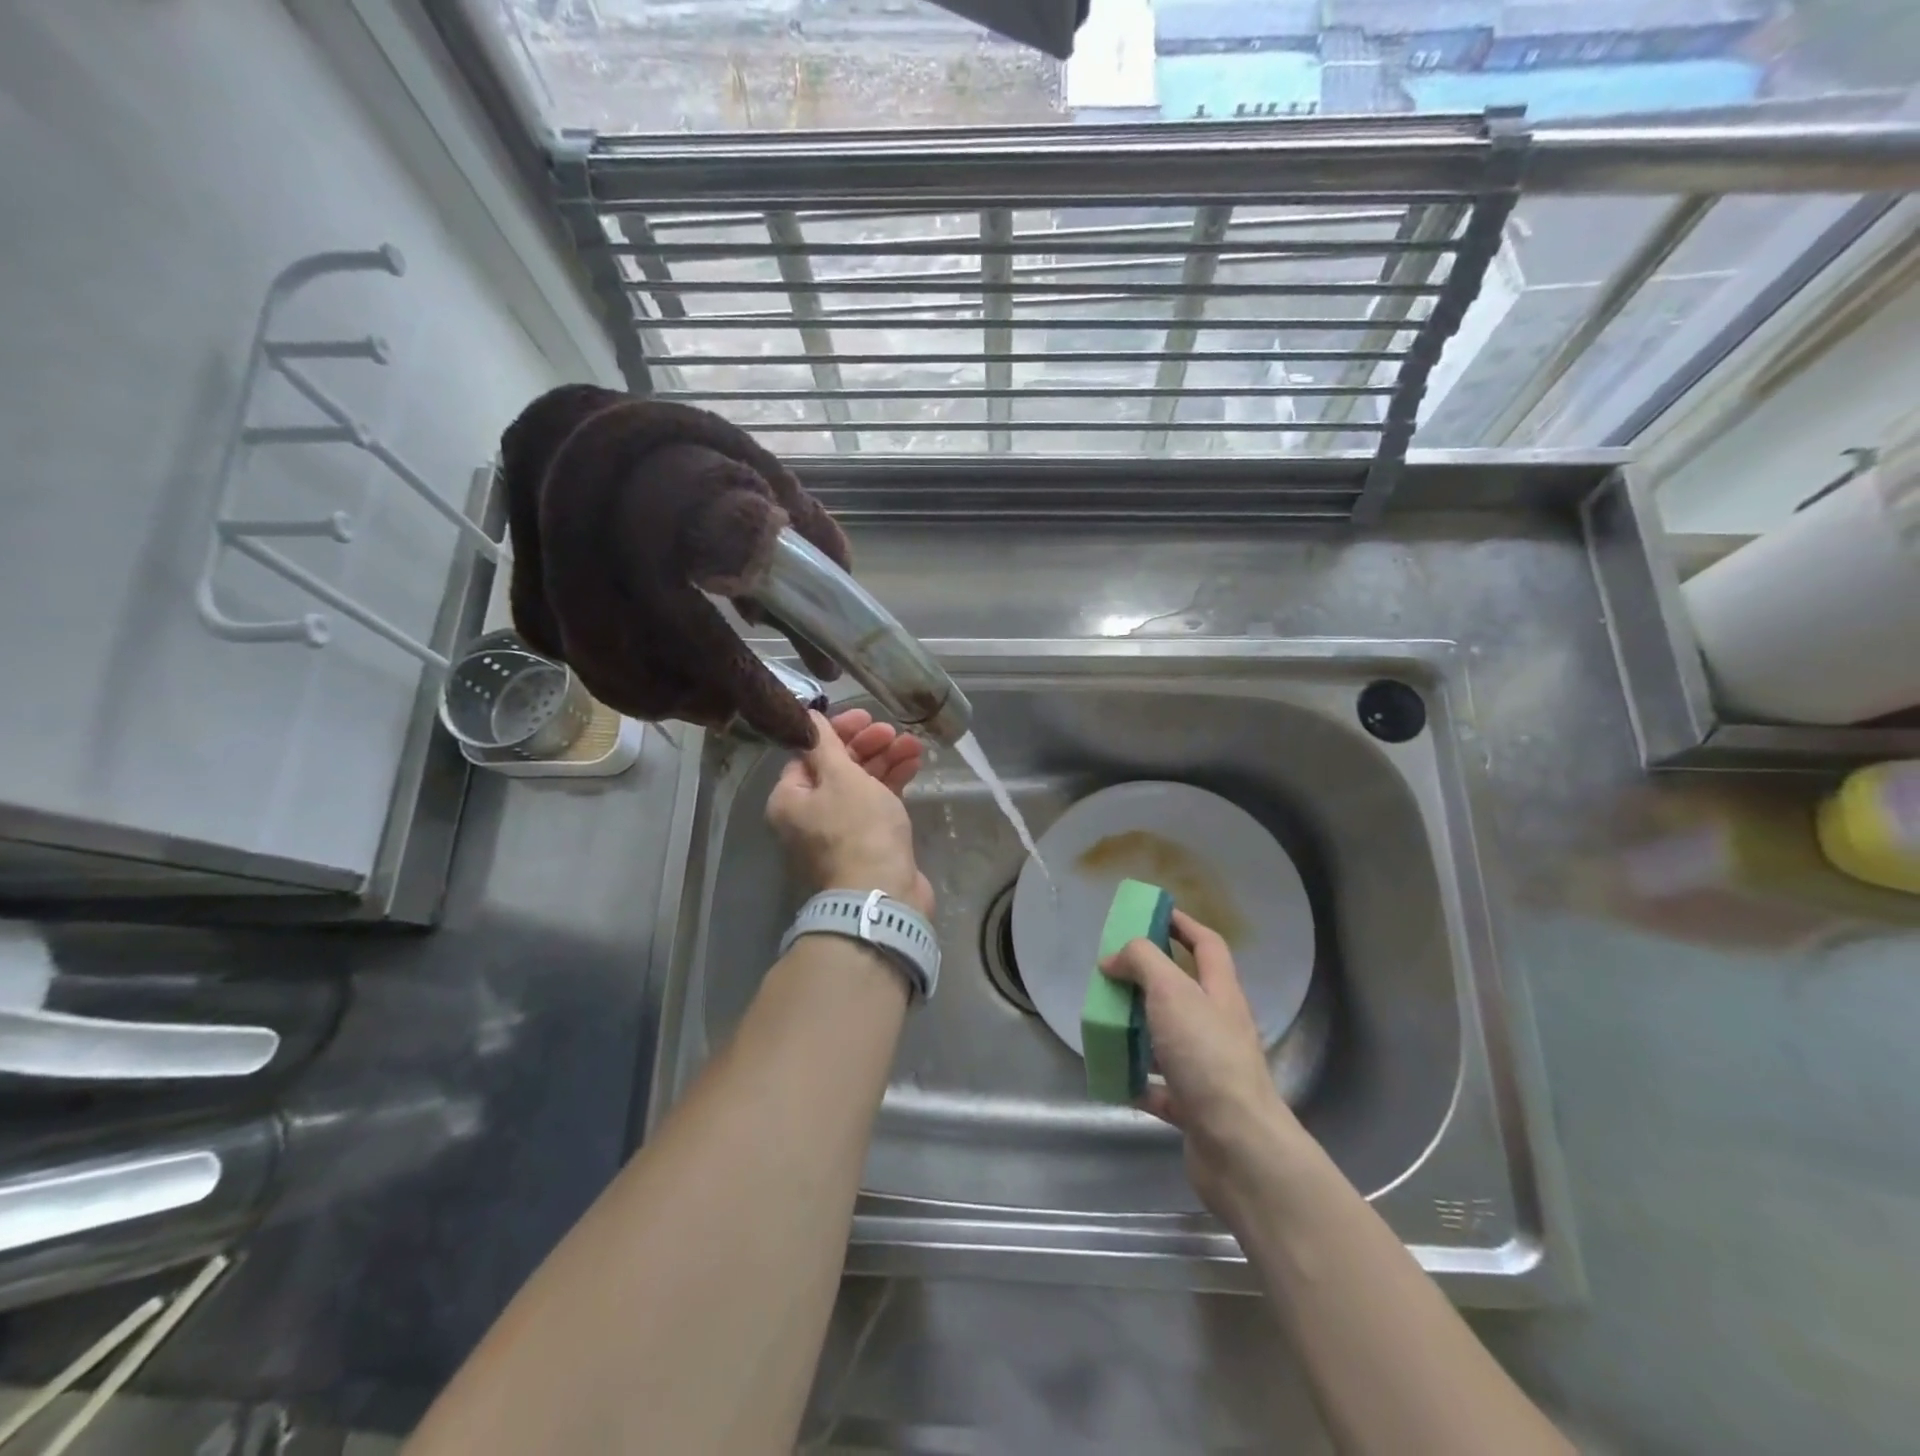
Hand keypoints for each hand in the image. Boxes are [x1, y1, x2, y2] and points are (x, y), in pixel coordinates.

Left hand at [767, 710, 932, 915]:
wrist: (882, 895)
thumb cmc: (857, 829)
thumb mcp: (841, 777)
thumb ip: (825, 744)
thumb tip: (805, 716)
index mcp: (790, 799)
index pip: (809, 753)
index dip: (838, 731)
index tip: (866, 716)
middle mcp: (808, 815)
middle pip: (836, 768)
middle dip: (867, 746)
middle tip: (891, 731)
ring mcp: (839, 831)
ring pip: (860, 785)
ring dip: (884, 761)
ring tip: (913, 745)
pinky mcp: (867, 842)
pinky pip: (876, 803)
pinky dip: (892, 783)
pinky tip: (914, 765)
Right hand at [1101, 910, 1297, 1215]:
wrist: (1238, 1148)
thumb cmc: (1207, 1057)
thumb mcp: (1172, 992)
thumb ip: (1142, 962)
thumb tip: (1114, 958)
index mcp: (1220, 993)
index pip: (1206, 945)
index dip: (1182, 924)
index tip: (1153, 913)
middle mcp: (1217, 1027)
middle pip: (1183, 991)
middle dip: (1148, 979)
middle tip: (1112, 973)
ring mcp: (1207, 1069)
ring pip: (1167, 1038)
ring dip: (1137, 1030)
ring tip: (1104, 1022)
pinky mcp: (1194, 1108)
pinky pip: (1159, 1088)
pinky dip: (1136, 1080)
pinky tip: (1113, 1076)